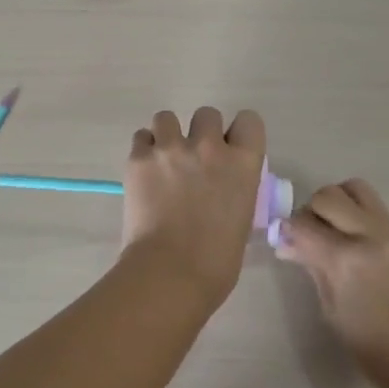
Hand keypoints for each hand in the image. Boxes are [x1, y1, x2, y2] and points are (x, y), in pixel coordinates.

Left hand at [122, 107, 266, 303]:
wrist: (170, 272)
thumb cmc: (216, 261)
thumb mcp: (241, 219)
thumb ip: (234, 191)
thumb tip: (221, 189)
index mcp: (242, 163)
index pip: (249, 120)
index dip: (238, 132)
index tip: (230, 148)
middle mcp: (209, 146)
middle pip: (207, 114)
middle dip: (201, 132)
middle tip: (193, 159)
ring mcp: (171, 148)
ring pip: (167, 117)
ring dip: (167, 135)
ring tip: (163, 159)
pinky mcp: (139, 158)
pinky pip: (141, 137)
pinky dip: (144, 150)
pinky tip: (145, 171)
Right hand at [274, 179, 388, 387]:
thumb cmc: (373, 349)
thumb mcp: (332, 311)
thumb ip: (312, 268)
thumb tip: (288, 244)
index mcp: (345, 260)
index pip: (302, 223)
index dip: (288, 230)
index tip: (285, 241)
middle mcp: (367, 235)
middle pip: (328, 195)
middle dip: (311, 210)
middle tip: (309, 235)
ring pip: (353, 188)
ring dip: (336, 201)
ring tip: (333, 229)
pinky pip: (372, 204)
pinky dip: (355, 209)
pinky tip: (352, 237)